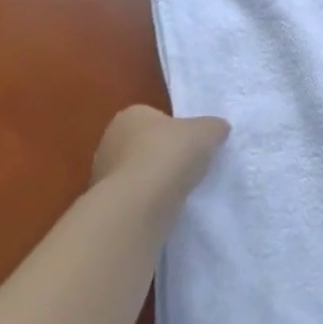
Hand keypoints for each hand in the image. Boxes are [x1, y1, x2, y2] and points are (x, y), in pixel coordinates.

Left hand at [90, 105, 229, 195]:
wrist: (139, 206)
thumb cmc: (169, 155)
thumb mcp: (207, 131)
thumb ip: (213, 127)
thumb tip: (218, 129)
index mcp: (130, 115)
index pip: (155, 117)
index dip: (175, 129)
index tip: (192, 143)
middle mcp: (110, 141)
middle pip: (145, 145)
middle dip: (164, 155)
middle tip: (189, 165)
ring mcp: (103, 175)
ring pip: (139, 173)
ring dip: (156, 180)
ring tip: (181, 190)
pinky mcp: (108, 204)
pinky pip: (135, 197)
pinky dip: (149, 202)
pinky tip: (166, 207)